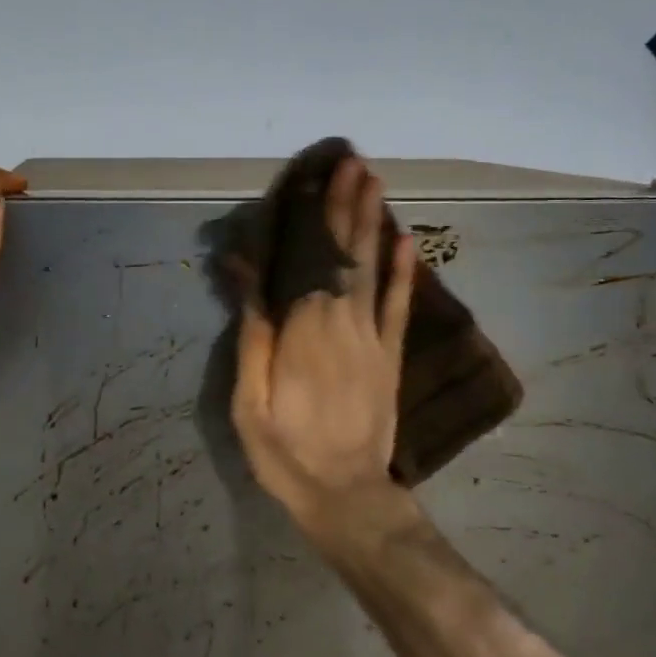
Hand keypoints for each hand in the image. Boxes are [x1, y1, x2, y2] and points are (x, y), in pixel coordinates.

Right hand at [232, 157, 415, 532]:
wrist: (346, 495)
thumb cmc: (286, 452)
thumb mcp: (250, 403)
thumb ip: (253, 336)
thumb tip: (248, 278)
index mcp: (305, 329)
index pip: (310, 258)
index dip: (316, 215)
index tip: (322, 176)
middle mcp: (343, 321)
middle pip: (345, 252)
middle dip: (347, 205)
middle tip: (354, 161)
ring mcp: (372, 338)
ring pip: (372, 268)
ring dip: (373, 223)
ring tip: (375, 183)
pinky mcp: (390, 356)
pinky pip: (399, 305)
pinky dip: (404, 271)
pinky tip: (407, 240)